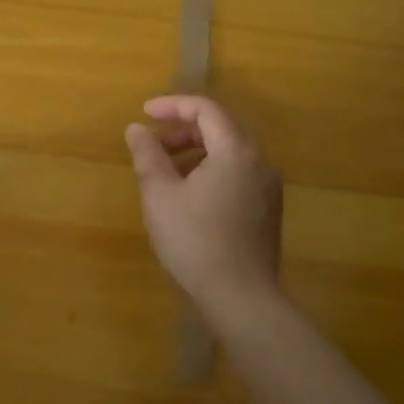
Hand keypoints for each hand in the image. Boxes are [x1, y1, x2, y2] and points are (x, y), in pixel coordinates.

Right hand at [124, 95, 282, 313]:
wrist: (241, 297)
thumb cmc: (195, 240)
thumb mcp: (160, 194)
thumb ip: (147, 155)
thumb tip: (136, 129)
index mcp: (235, 151)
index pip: (206, 109)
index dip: (173, 105)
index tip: (144, 114)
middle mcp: (259, 162)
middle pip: (220, 127)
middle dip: (182, 129)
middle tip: (153, 144)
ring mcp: (267, 187)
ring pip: (229, 151)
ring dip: (195, 150)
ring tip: (165, 170)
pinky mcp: (267, 209)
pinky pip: (237, 172)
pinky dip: (210, 169)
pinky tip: (188, 194)